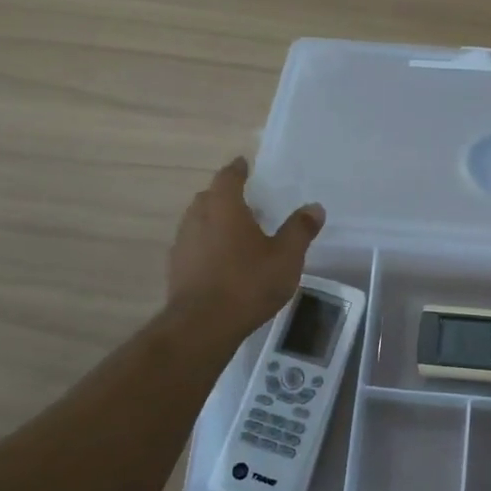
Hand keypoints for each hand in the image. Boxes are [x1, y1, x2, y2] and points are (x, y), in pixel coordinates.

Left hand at [168, 158, 324, 340]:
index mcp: (224, 206)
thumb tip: (315, 207)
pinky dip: (207, 245)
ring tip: (237, 233)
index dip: (237, 169)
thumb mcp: (286, 257)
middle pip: (209, 197)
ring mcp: (183, 244)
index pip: (228, 177)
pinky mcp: (176, 268)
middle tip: (247, 202)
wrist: (202, 326)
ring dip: (215, 222)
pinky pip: (194, 245)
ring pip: (198, 222)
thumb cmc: (247, 283)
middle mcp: (197, 218)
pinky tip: (223, 261)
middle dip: (226, 196)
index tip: (245, 165)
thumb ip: (300, 230)